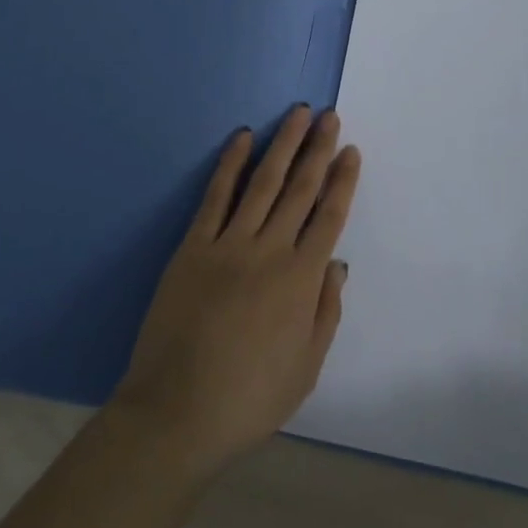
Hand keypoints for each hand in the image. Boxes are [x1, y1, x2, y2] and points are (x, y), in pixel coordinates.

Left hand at [111, 106, 360, 475]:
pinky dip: (230, 164)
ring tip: (297, 115)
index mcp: (301, 280)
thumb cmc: (249, 399)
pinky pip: (215, 197)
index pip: (329, 216)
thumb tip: (337, 263)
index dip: (342, 180)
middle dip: (317, 149)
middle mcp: (270, 251)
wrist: (177, 413)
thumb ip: (325, 311)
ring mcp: (229, 244)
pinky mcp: (193, 246)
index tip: (350, 150)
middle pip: (300, 189)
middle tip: (328, 115)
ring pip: (263, 182)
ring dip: (282, 145)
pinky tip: (242, 138)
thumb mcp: (306, 367)